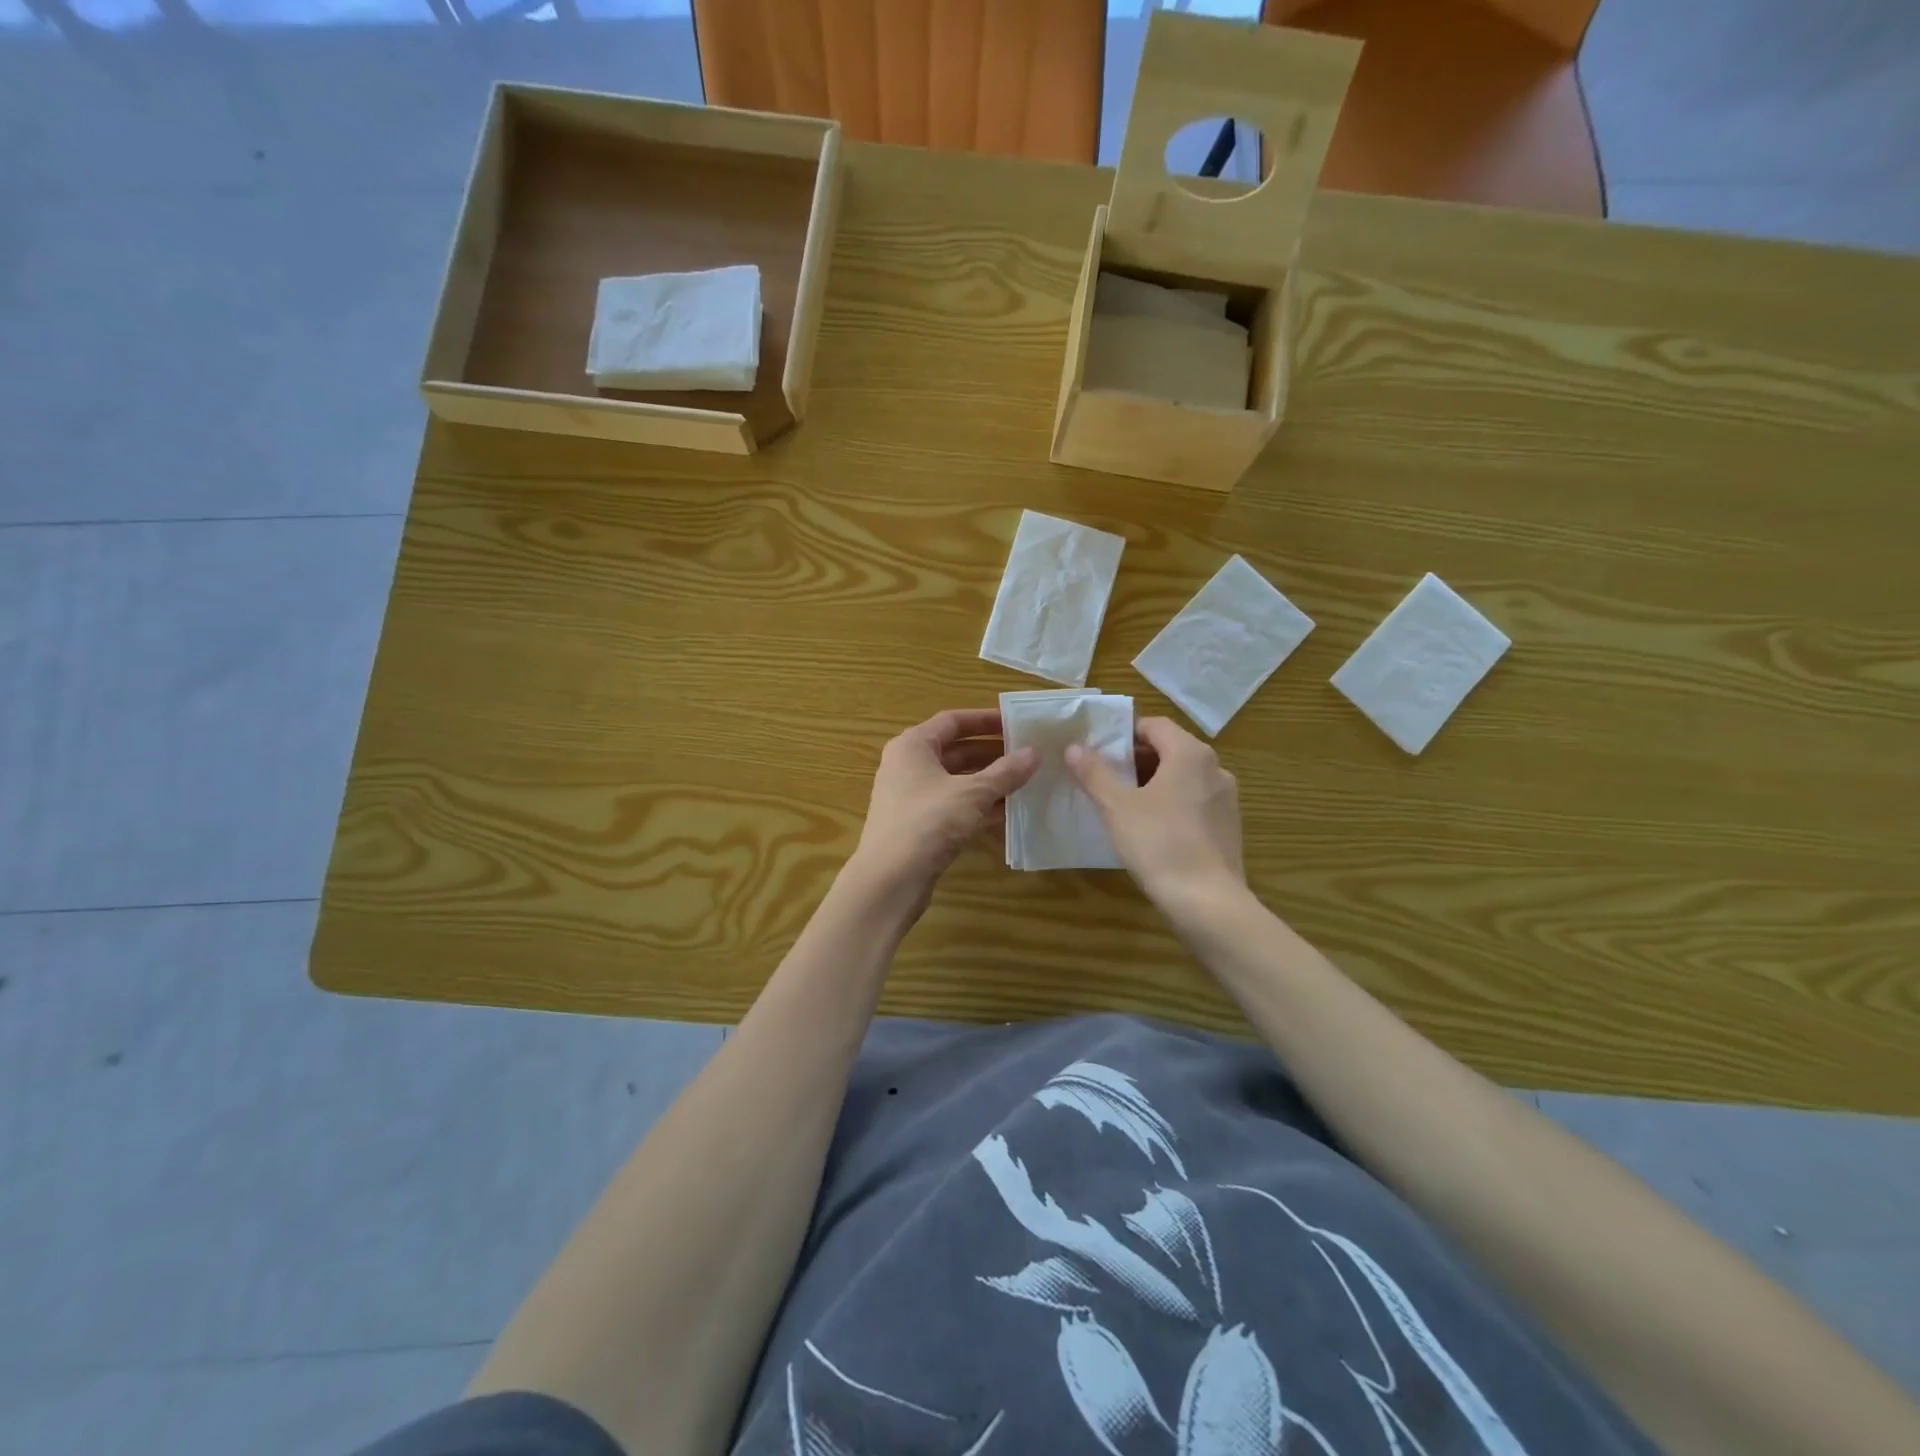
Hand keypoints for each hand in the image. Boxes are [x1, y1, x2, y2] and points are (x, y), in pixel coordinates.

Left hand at [852, 709, 1039, 906]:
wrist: (890, 880)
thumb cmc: (927, 822)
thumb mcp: (972, 793)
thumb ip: (1005, 772)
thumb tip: (1034, 753)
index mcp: (913, 746)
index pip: (952, 721)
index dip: (985, 720)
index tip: (1016, 723)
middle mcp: (908, 766)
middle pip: (955, 750)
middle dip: (992, 752)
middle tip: (1027, 754)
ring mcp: (912, 797)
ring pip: (957, 780)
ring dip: (989, 781)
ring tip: (1026, 781)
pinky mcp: (920, 825)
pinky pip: (954, 805)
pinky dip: (979, 805)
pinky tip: (1008, 811)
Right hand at [1066, 717, 1243, 904]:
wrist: (1207, 901)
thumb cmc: (1158, 844)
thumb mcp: (1116, 806)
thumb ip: (1094, 773)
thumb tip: (1074, 747)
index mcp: (1190, 754)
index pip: (1155, 725)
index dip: (1125, 734)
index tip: (1100, 752)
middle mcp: (1215, 768)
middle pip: (1171, 749)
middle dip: (1137, 760)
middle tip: (1106, 778)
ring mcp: (1226, 798)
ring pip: (1184, 777)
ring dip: (1154, 782)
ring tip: (1125, 804)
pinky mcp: (1229, 826)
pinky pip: (1195, 801)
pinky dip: (1173, 803)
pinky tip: (1153, 829)